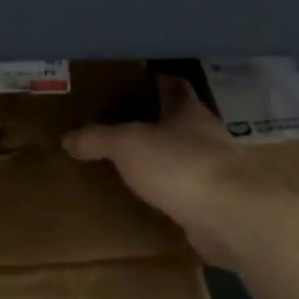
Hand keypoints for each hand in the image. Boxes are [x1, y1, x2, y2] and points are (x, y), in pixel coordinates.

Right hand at [64, 75, 275, 268]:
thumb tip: (68, 138)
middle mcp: (207, 137)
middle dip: (156, 122)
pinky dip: (169, 191)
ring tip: (131, 163)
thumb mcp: (128, 144)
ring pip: (184, 156)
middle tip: (122, 124)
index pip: (174, 86)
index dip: (156, 81)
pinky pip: (185, 191)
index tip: (136, 81)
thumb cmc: (180, 166)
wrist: (231, 217)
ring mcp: (215, 171)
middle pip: (180, 122)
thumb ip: (97, 138)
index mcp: (190, 112)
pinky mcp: (216, 203)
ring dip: (163, 158)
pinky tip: (149, 198)